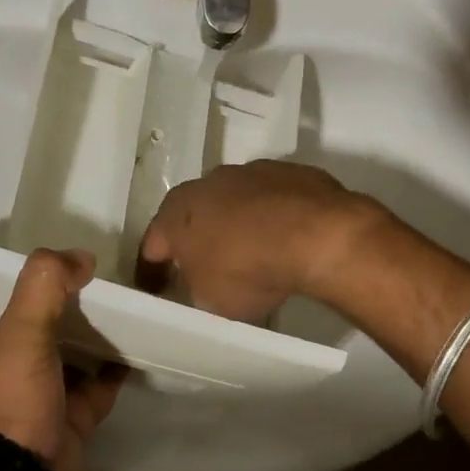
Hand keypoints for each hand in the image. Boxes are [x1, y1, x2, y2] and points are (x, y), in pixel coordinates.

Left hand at [0, 249, 123, 470]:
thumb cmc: (12, 396)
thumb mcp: (20, 327)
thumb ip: (45, 282)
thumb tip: (81, 258)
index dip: (16, 288)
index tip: (49, 271)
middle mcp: (6, 369)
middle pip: (37, 328)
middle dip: (62, 309)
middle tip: (93, 282)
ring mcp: (42, 394)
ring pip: (70, 354)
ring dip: (92, 335)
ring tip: (121, 305)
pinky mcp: (73, 416)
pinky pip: (100, 383)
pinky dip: (117, 367)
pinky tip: (137, 343)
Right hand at [136, 160, 386, 322]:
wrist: (316, 234)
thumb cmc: (247, 268)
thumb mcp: (209, 298)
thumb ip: (195, 284)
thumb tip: (200, 277)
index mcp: (176, 213)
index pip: (154, 243)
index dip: (155, 269)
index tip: (161, 287)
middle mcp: (207, 183)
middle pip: (194, 213)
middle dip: (198, 237)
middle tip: (208, 265)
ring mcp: (250, 172)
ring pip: (235, 200)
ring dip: (239, 221)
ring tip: (255, 252)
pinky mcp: (290, 171)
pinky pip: (273, 199)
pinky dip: (274, 216)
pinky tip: (288, 239)